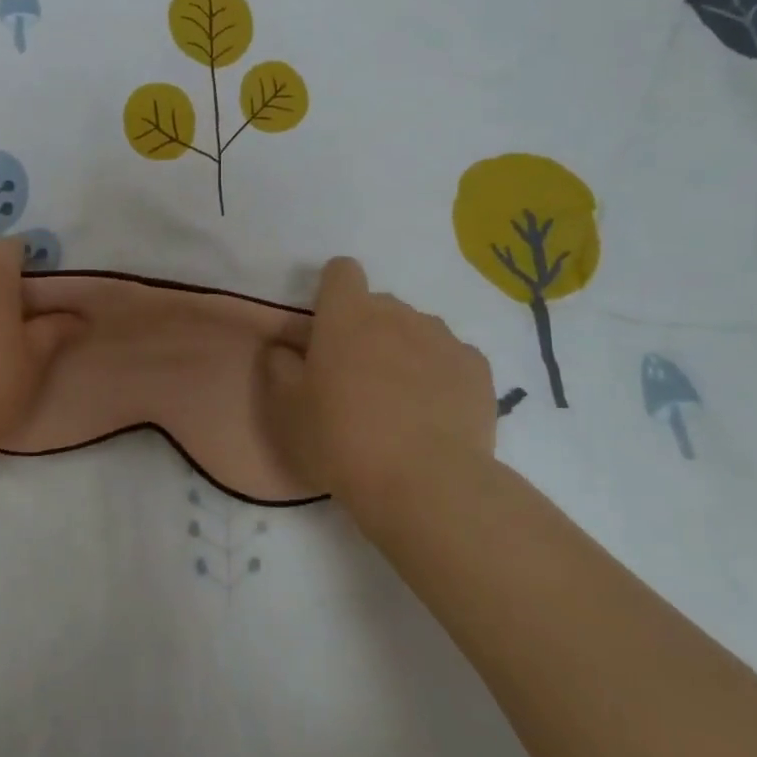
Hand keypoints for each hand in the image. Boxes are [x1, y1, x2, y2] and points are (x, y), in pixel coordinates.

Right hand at [260, 257, 496, 507]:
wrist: (426, 485)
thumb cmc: (342, 440)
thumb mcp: (287, 410)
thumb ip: (280, 367)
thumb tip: (284, 348)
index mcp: (346, 315)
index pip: (341, 271)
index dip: (332, 293)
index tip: (326, 328)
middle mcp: (396, 313)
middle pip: (378, 304)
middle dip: (366, 328)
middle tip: (356, 377)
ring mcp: (441, 337)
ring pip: (417, 329)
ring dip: (404, 349)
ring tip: (401, 400)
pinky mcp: (476, 367)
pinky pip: (451, 357)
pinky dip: (440, 374)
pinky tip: (435, 413)